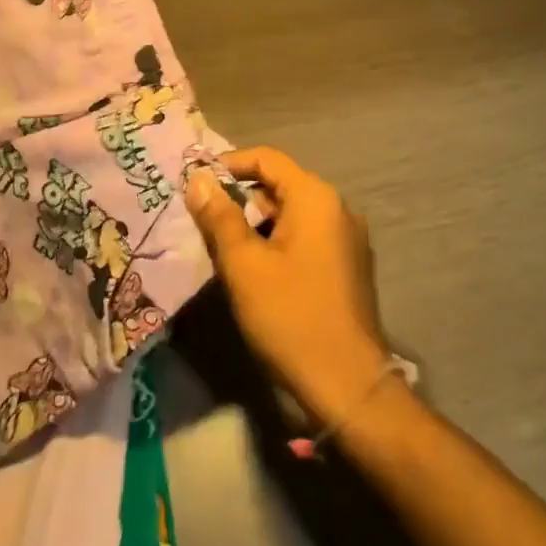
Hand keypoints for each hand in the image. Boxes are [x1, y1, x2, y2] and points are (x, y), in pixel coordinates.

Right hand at [186, 146, 392, 427]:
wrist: (348, 386)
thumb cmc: (290, 316)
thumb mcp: (244, 265)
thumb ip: (219, 216)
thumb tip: (198, 178)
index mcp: (315, 197)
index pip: (267, 159)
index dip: (229, 164)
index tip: (196, 182)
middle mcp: (337, 208)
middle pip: (280, 186)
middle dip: (240, 200)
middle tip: (203, 222)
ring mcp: (347, 238)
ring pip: (291, 215)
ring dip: (257, 225)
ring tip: (223, 250)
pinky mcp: (349, 266)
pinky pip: (306, 238)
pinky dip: (278, 243)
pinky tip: (255, 272)